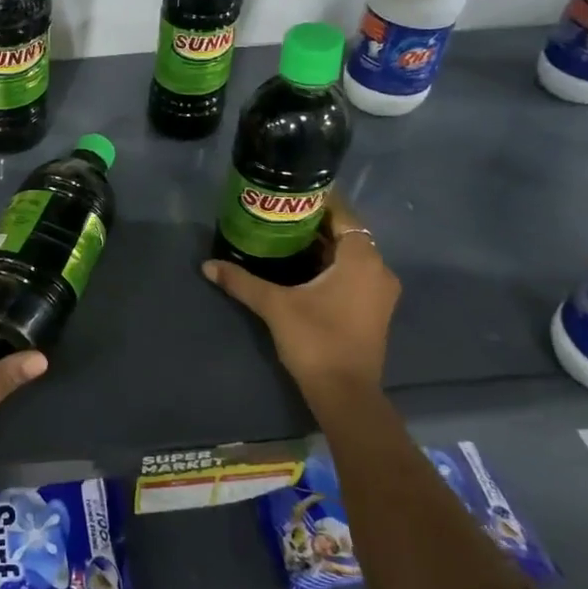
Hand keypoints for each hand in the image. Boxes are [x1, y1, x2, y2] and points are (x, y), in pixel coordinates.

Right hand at [202, 198, 398, 399]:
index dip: (319, 201)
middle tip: (279, 216)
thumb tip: (207, 265)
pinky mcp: (374, 310)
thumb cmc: (315, 340)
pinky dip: (332, 266)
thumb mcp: (274, 306)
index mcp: (361, 259)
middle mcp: (378, 269)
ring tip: (285, 238)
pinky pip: (354, 274)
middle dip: (315, 224)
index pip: (343, 214)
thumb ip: (242, 281)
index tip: (290, 195)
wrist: (345, 393)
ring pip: (351, 256)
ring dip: (323, 247)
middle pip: (347, 234)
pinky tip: (302, 270)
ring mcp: (379, 292)